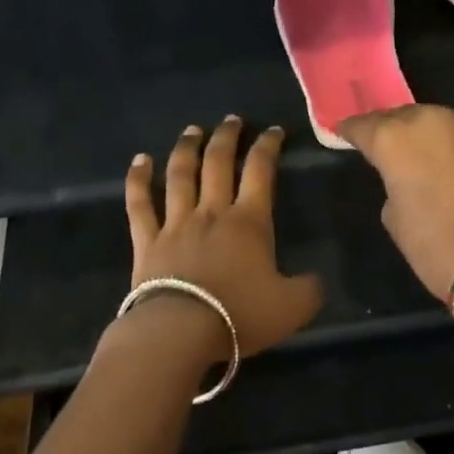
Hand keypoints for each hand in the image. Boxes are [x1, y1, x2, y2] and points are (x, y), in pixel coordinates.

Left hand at [122, 117, 323, 358]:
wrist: (181, 332)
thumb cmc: (239, 315)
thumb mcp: (293, 307)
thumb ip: (310, 289)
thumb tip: (315, 280)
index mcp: (249, 222)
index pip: (261, 171)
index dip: (268, 146)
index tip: (273, 131)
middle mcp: (212, 213)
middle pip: (218, 163)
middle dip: (227, 137)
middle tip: (232, 120)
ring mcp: (175, 224)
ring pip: (180, 175)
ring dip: (187, 149)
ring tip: (192, 130)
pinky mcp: (147, 242)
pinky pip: (140, 204)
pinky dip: (138, 180)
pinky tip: (139, 161)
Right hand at [338, 106, 453, 338]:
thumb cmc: (436, 246)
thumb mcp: (394, 218)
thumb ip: (392, 183)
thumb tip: (405, 175)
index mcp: (395, 138)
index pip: (363, 125)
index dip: (351, 132)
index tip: (345, 136)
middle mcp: (431, 120)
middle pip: (402, 117)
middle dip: (393, 132)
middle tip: (389, 151)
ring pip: (439, 122)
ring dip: (429, 137)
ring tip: (428, 160)